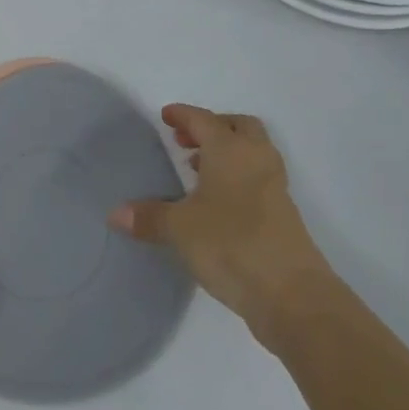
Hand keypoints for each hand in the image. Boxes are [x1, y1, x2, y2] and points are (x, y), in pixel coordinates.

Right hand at [110, 104, 329, 339]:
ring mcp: (275, 186)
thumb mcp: (180, 229)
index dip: (183, 115)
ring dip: (226, 153)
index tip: (166, 116)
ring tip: (195, 170)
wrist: (293, 294)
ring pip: (251, 152)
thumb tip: (115, 214)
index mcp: (231, 150)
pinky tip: (215, 203)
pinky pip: (257, 178)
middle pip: (237, 127)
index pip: (204, 119)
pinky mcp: (283, 214)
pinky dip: (236, 177)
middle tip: (185, 141)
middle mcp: (256, 159)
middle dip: (212, 128)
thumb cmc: (231, 244)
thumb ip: (148, 216)